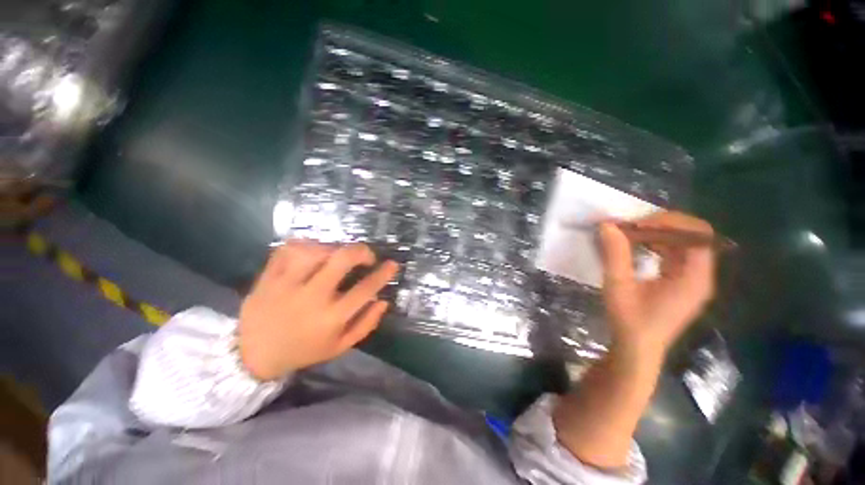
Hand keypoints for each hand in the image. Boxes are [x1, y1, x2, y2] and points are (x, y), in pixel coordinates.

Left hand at [238, 241, 398, 380]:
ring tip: (337, 256)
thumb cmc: (303, 351)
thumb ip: (366, 324)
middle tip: (366, 256)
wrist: (252, 355)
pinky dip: (305, 245)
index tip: (392, 264)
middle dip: (361, 251)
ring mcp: (286, 285)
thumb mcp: (340, 346)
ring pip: (315, 250)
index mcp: (330, 318)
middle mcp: (311, 298)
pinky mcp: (267, 277)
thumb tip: (383, 300)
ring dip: (333, 248)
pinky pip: (287, 250)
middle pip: (341, 259)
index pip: (365, 289)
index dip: (383, 273)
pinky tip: (312, 252)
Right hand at [599, 211, 714, 358]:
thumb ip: (614, 254)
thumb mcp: (618, 285)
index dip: (669, 223)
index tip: (636, 225)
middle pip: (693, 236)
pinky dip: (659, 246)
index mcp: (694, 277)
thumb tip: (607, 225)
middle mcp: (701, 276)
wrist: (637, 349)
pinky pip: (677, 255)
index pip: (697, 235)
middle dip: (662, 226)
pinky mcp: (683, 285)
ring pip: (685, 244)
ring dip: (659, 234)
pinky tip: (640, 248)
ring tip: (632, 234)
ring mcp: (693, 281)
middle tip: (631, 227)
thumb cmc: (630, 320)